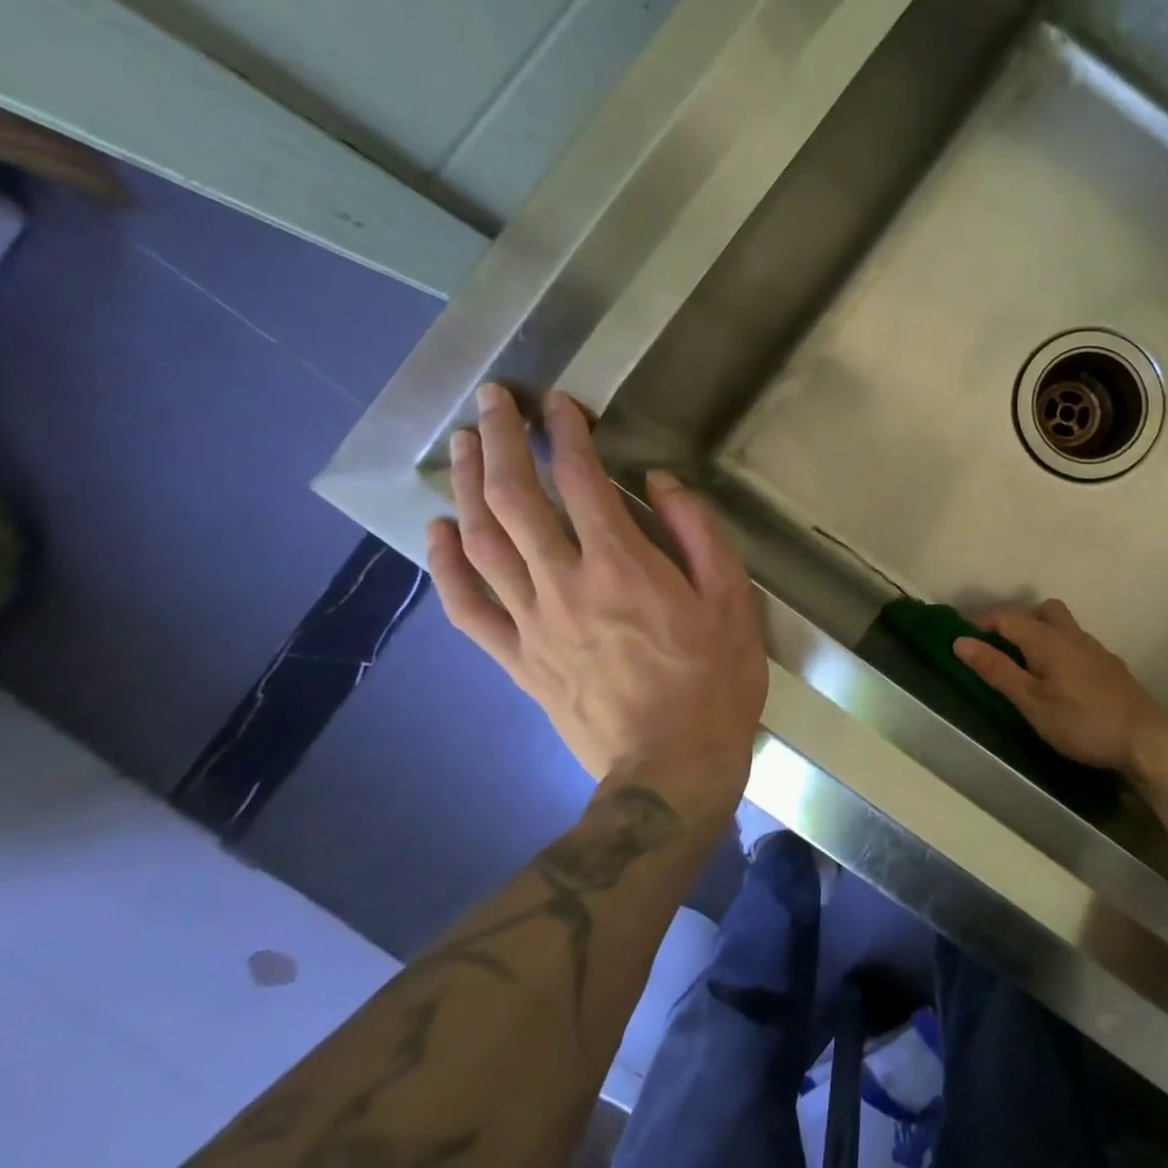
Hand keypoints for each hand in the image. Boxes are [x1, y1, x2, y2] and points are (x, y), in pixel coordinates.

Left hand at [426, 384, 766, 818]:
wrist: (671, 766)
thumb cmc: (715, 678)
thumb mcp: (732, 597)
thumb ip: (697, 532)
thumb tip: (659, 483)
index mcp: (622, 564)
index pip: (581, 479)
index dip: (566, 432)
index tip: (558, 402)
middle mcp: (564, 582)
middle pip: (515, 499)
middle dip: (500, 440)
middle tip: (490, 400)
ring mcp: (531, 621)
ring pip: (482, 541)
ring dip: (466, 486)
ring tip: (460, 444)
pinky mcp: (516, 658)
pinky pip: (465, 606)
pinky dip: (443, 564)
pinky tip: (434, 532)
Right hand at [952, 600, 1167, 777]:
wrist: (1146, 738)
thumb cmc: (1082, 721)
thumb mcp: (1031, 701)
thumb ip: (997, 670)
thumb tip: (961, 641)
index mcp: (1048, 639)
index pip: (1007, 616)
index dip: (981, 622)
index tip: (961, 635)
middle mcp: (1072, 635)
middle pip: (1041, 610)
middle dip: (1016, 620)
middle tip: (998, 645)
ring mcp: (1095, 649)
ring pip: (1062, 626)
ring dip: (1040, 633)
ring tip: (1026, 663)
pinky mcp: (1110, 666)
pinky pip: (1077, 645)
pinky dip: (1059, 650)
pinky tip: (1060, 679)